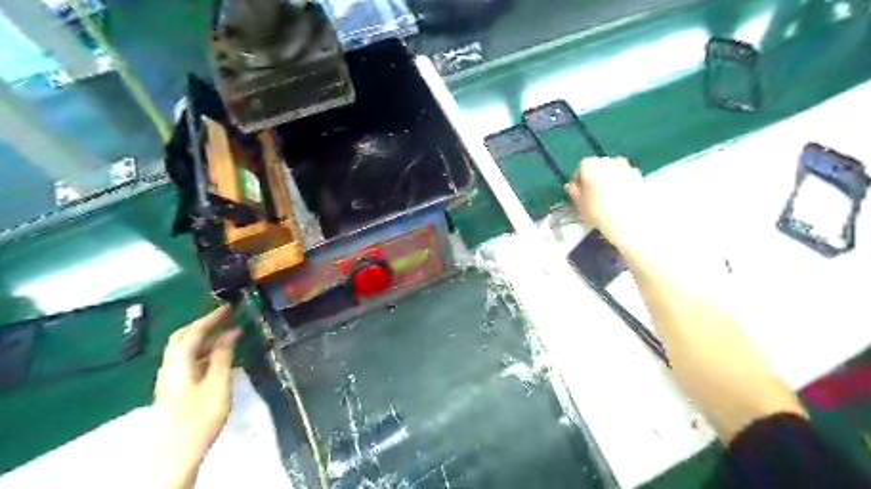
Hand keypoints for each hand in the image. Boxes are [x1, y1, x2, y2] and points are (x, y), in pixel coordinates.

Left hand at [150, 303, 236, 486]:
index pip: (193, 332)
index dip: (211, 318)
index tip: (229, 307)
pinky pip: (187, 363)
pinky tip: (218, 359)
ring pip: (184, 351)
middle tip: (225, 318)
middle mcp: (169, 368)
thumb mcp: (218, 384)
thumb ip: (223, 356)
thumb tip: (230, 334)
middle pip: (182, 339)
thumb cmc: (200, 416)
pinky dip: (203, 353)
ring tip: (227, 336)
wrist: (175, 454)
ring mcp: (169, 380)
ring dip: (204, 339)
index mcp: (178, 364)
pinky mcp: (174, 391)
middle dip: (203, 325)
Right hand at [565, 157, 645, 247]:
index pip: (581, 167)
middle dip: (594, 177)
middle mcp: (608, 160)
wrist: (630, 223)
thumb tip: (573, 186)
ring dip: (608, 179)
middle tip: (591, 194)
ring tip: (606, 196)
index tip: (578, 191)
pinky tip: (620, 197)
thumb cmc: (599, 213)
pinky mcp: (639, 175)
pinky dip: (621, 182)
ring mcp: (626, 166)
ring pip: (612, 170)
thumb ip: (574, 192)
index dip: (578, 179)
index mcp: (591, 165)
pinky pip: (625, 176)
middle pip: (598, 166)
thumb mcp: (579, 204)